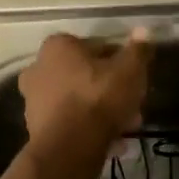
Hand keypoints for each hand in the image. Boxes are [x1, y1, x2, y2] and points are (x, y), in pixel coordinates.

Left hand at [18, 29, 150, 157]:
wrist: (68, 148)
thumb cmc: (98, 99)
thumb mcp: (129, 71)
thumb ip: (138, 51)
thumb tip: (144, 31)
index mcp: (59, 46)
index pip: (97, 47)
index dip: (121, 63)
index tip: (135, 79)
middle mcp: (39, 67)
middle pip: (86, 76)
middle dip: (111, 91)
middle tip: (133, 106)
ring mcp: (34, 99)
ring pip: (79, 101)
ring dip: (102, 112)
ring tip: (126, 128)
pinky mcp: (36, 127)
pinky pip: (70, 122)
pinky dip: (88, 129)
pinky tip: (110, 142)